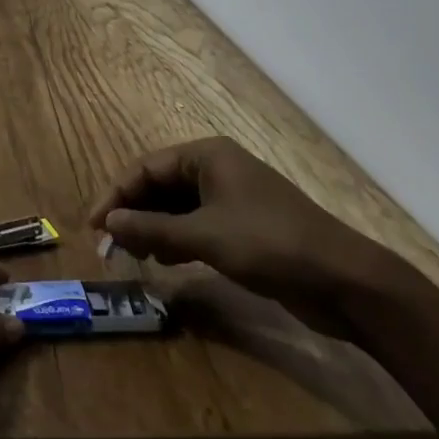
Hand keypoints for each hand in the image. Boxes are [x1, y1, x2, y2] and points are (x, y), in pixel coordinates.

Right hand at [86, 137, 384, 306]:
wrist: (345, 282)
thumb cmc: (270, 244)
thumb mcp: (205, 237)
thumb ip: (152, 229)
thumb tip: (107, 223)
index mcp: (207, 155)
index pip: (146, 168)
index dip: (116, 195)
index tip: (93, 226)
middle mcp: (216, 169)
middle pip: (160, 185)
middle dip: (133, 213)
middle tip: (108, 246)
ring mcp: (232, 198)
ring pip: (177, 207)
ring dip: (152, 228)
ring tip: (131, 255)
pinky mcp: (244, 227)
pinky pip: (196, 225)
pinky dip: (176, 240)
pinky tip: (164, 261)